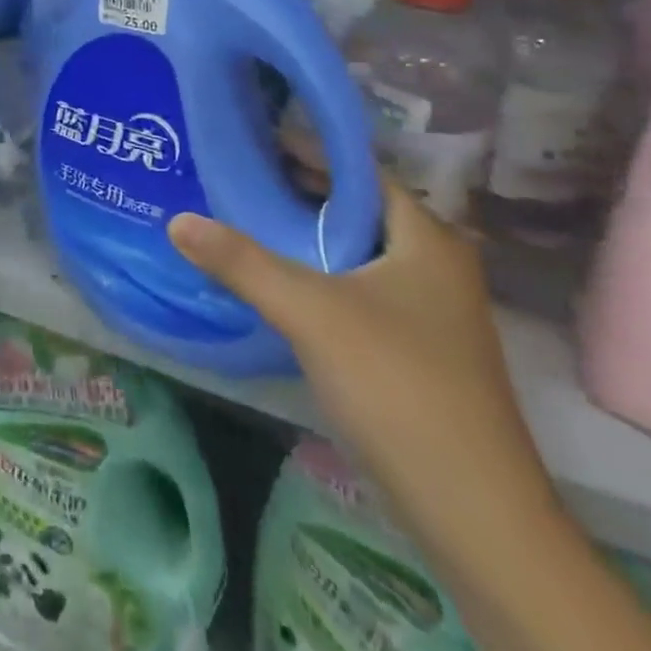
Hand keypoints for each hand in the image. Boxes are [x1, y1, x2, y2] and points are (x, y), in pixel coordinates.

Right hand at [167, 158, 560, 550]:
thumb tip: (177, 219)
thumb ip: (241, 261)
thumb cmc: (398, 385)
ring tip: (244, 217)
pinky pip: (356, 289)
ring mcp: (427, 311)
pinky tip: (274, 281)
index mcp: (426, 239)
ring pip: (354, 252)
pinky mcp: (414, 349)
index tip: (254, 137)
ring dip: (305, 236)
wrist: (474, 513)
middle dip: (299, 191)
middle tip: (237, 175)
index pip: (361, 171)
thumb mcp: (310, 312)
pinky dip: (317, 274)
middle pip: (356, 210)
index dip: (309, 149)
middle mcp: (433, 265)